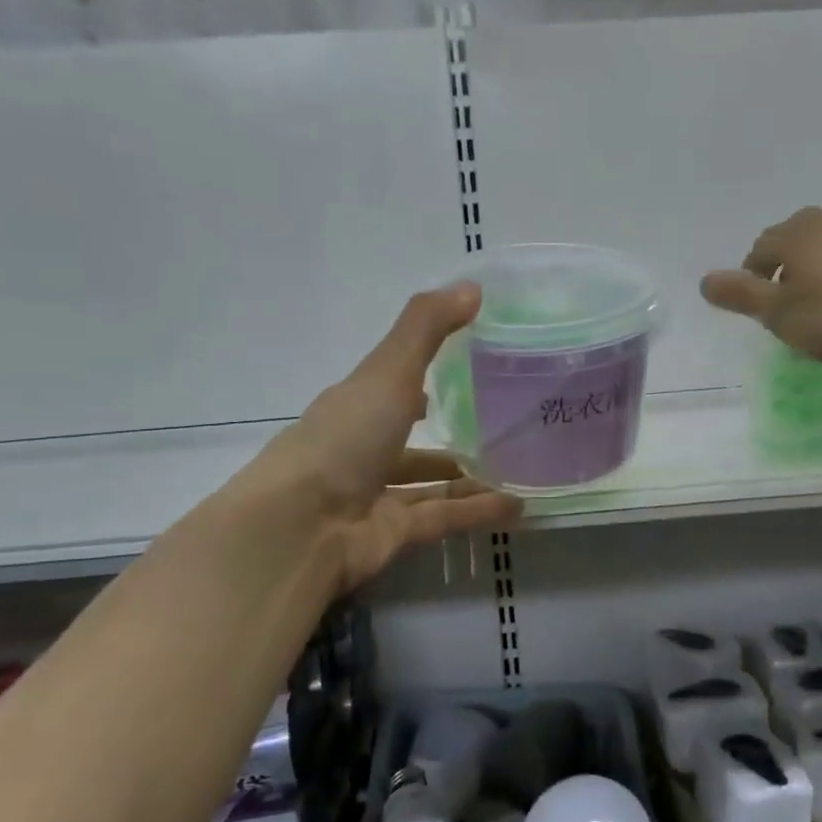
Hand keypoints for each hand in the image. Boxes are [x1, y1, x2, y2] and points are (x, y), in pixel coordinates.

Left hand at [240, 285, 521, 591]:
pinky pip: (443, 517)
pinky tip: (518, 508)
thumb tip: (473, 286)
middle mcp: (364, 449)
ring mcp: (376, 495)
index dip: (423, 376)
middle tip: (504, 427)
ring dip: (471, 478)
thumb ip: (427, 329)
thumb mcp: (387, 372)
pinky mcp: (393, 535)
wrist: (300, 528)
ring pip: (431, 484)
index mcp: (356, 406)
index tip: (468, 367)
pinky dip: (478, 512)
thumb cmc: (343, 439)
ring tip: (521, 471)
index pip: (393, 386)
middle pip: (412, 440)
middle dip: (450, 434)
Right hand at [701, 208, 821, 373]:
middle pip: (797, 238)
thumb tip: (705, 279)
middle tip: (787, 302)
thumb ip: (741, 295)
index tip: (758, 307)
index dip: (752, 276)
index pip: (761, 248)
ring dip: (820, 267)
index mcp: (798, 234)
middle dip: (785, 265)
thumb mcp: (780, 315)